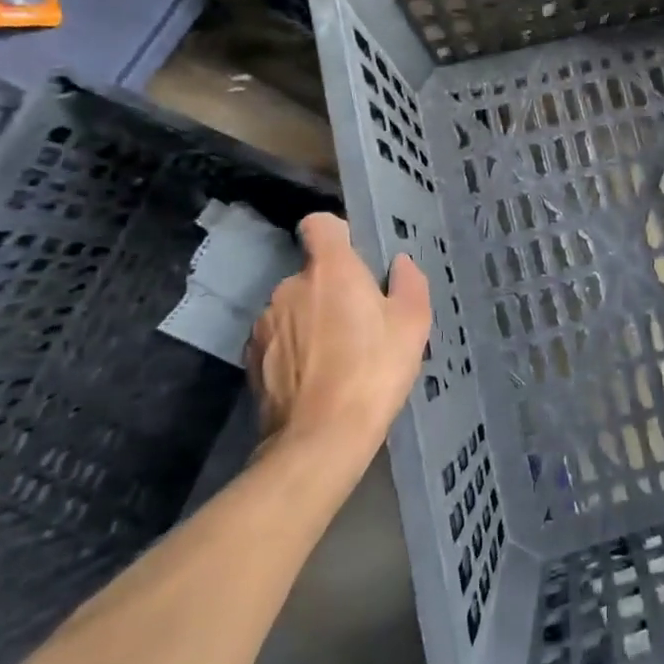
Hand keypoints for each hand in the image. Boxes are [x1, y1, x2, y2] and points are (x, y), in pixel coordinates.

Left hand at [248, 213, 430, 454]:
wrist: (320, 439)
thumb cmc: (374, 371)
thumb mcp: (413, 324)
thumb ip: (408, 282)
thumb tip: (398, 263)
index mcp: (330, 269)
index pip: (319, 224)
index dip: (337, 234)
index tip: (355, 258)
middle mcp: (289, 286)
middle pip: (312, 273)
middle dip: (331, 289)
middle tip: (359, 322)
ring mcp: (265, 323)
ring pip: (294, 307)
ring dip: (311, 319)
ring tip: (336, 356)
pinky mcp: (251, 358)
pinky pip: (278, 338)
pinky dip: (293, 348)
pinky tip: (314, 377)